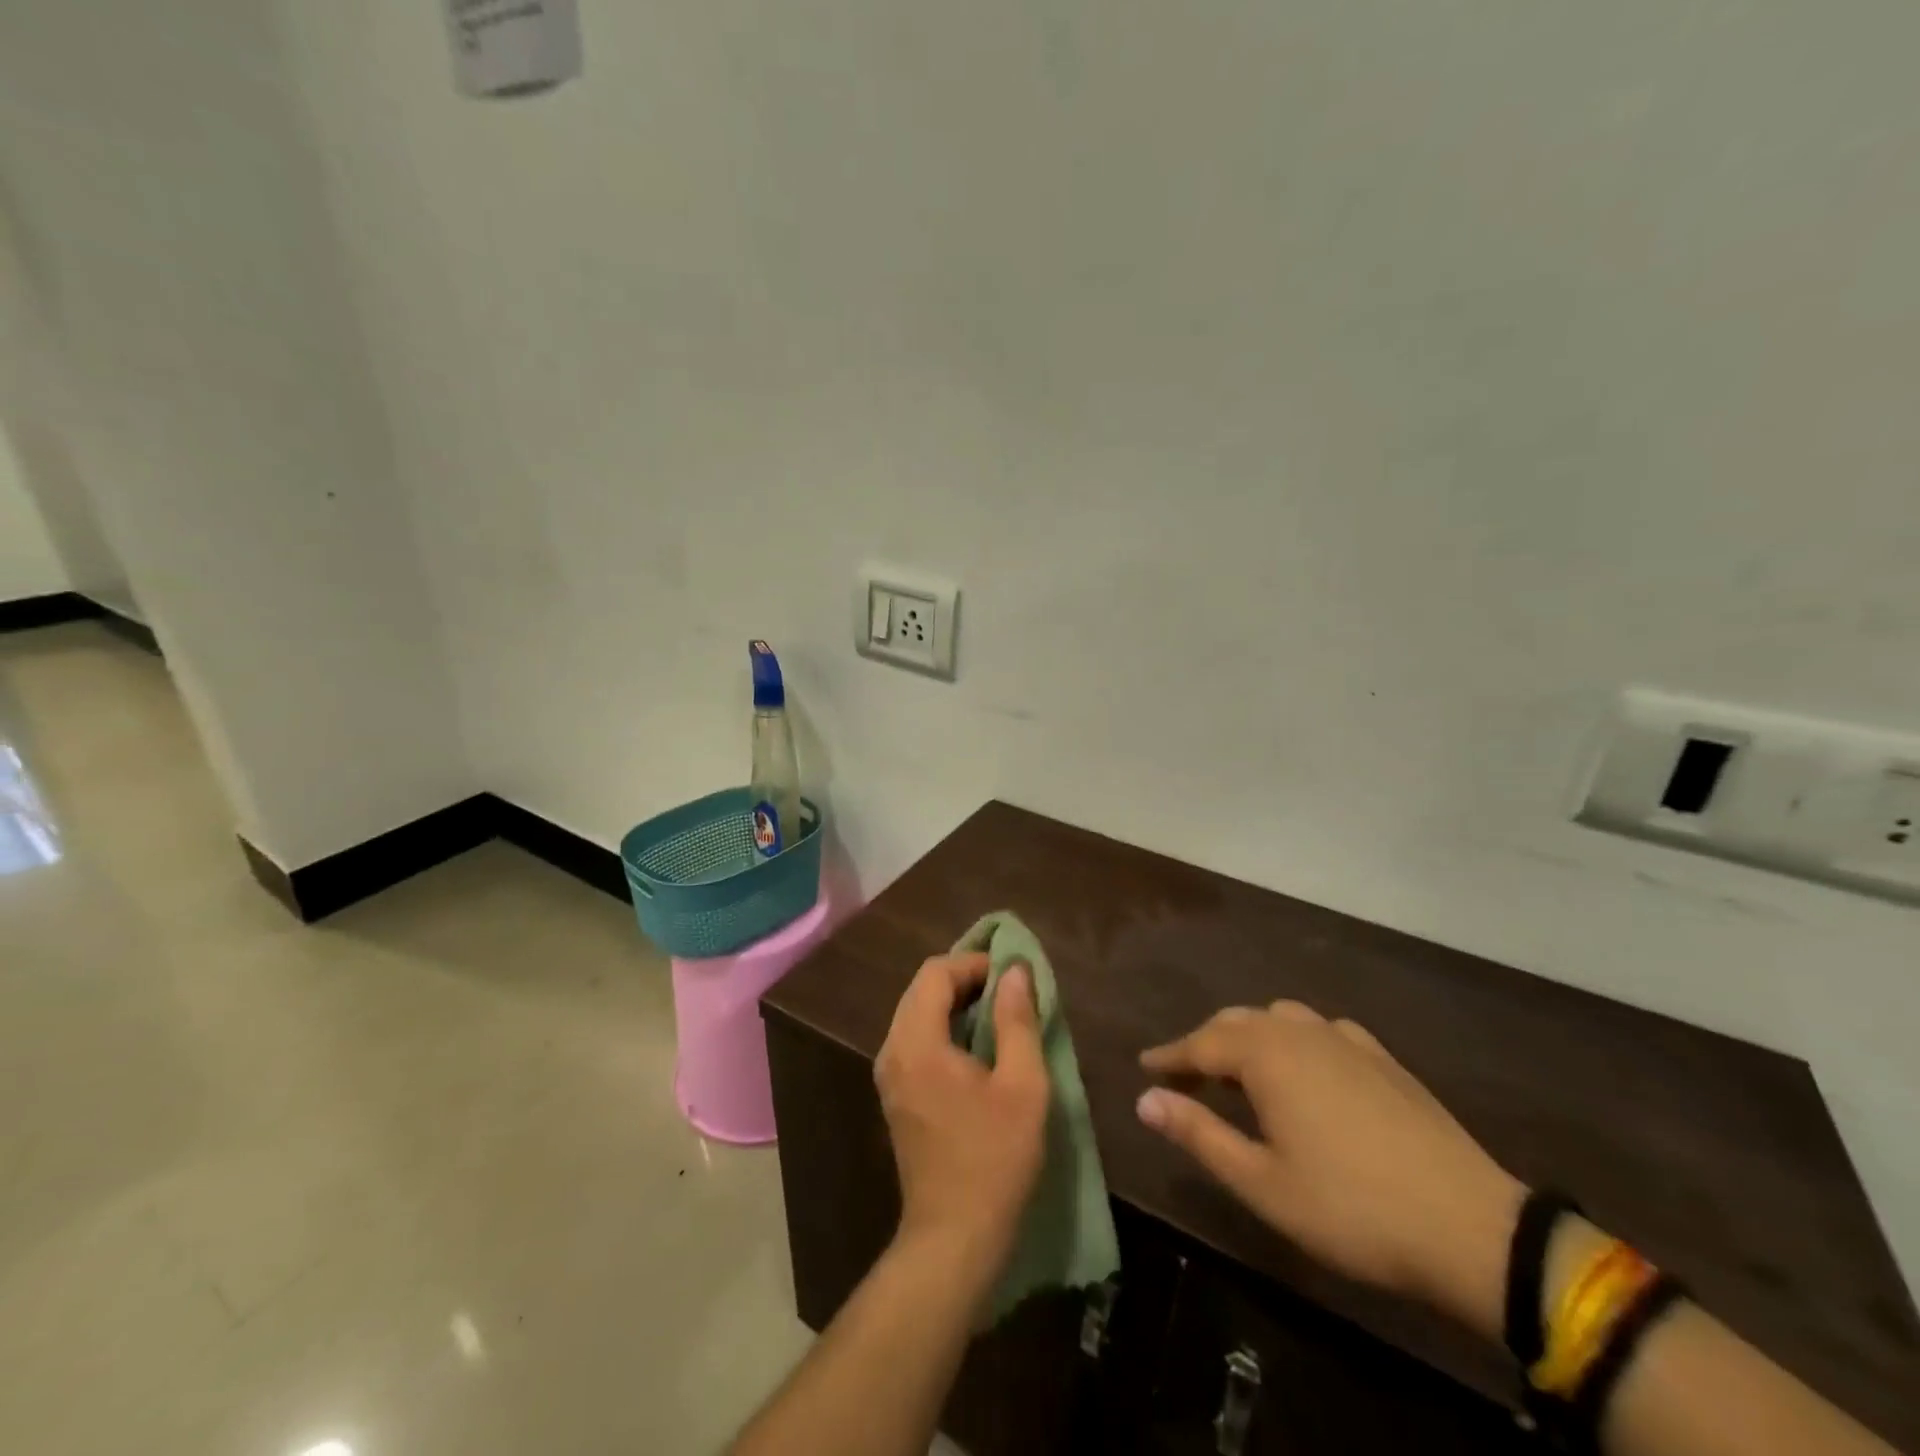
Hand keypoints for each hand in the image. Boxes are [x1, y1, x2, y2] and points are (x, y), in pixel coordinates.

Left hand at [875, 953, 1049, 1286]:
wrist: (953, 1237)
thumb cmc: (994, 1158)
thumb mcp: (1022, 1085)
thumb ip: (1018, 1021)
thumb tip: (1015, 971)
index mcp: (917, 1042)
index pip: (935, 973)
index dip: (973, 963)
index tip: (1011, 973)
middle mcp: (892, 1051)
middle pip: (921, 989)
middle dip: (964, 979)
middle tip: (1008, 989)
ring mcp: (889, 1075)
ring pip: (916, 1013)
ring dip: (954, 1003)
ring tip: (998, 1013)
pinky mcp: (895, 1095)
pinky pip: (915, 1039)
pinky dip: (943, 1027)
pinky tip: (976, 1046)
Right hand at [1138, 1002, 1523, 1339]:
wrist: (1470, 1226)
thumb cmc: (1351, 1208)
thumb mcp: (1261, 1182)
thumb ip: (1198, 1133)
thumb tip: (1144, 1100)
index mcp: (1266, 1054)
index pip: (1201, 1043)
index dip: (1170, 1056)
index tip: (1145, 1065)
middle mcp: (1300, 1031)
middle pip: (1237, 1023)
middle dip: (1206, 1044)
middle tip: (1185, 1074)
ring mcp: (1346, 1039)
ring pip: (1279, 1018)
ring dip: (1250, 1038)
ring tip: (1240, 1070)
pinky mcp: (1381, 1057)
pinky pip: (1320, 1030)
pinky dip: (1295, 1040)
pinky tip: (1304, 1067)